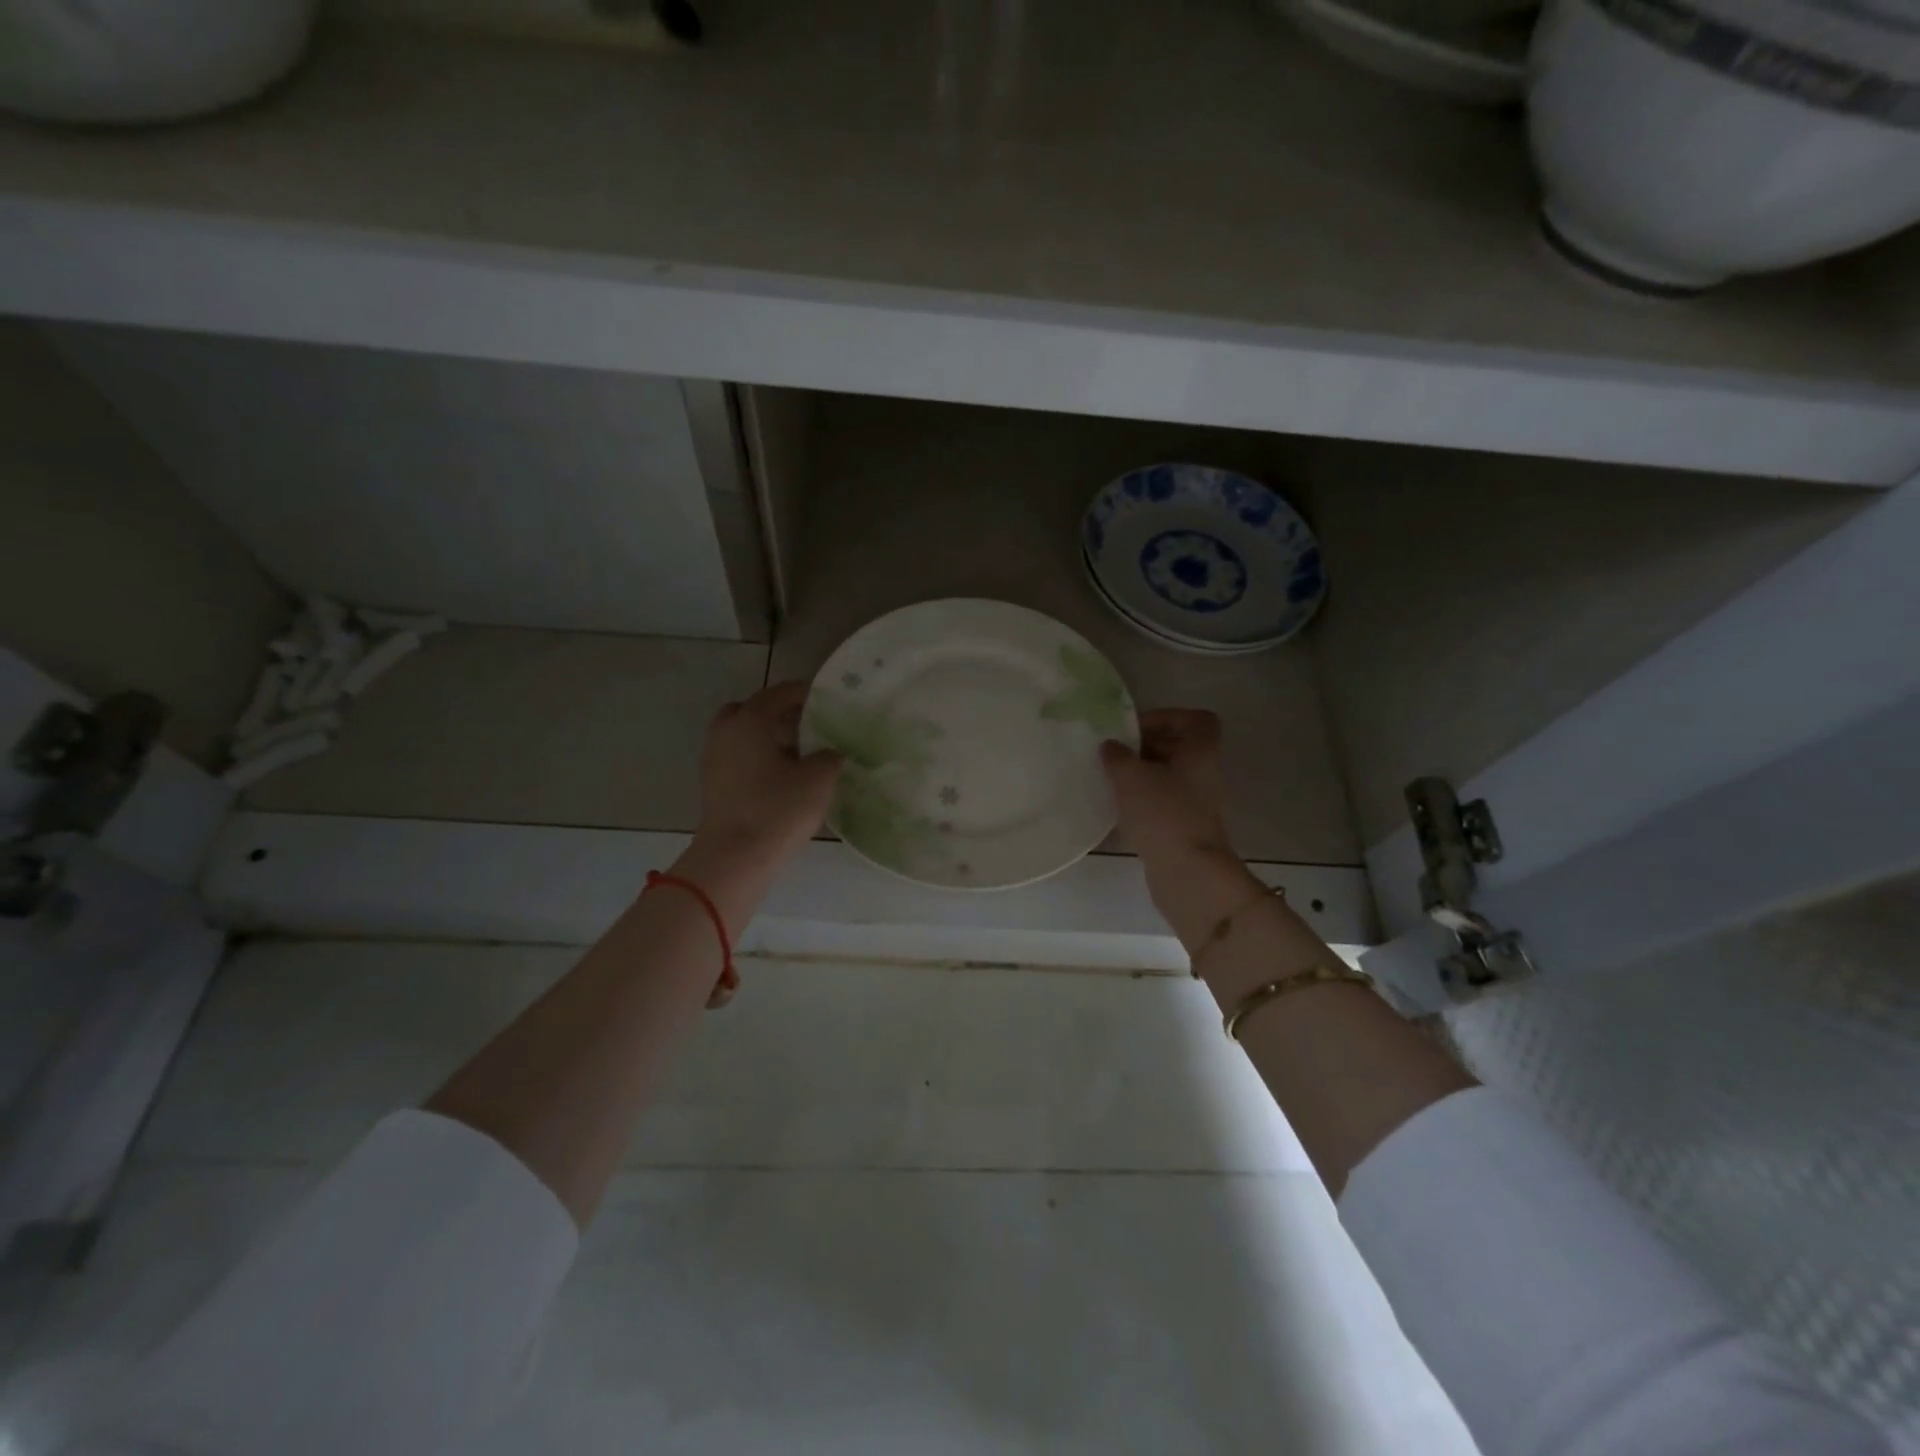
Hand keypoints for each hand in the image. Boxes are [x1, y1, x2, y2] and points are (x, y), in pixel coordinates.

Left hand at [692, 681, 841, 870]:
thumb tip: (830, 752)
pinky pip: (738, 759)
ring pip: (742, 736)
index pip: (779, 693)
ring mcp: (714, 760)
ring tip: (797, 756)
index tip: (827, 701)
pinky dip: (757, 760)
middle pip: (752, 710)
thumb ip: (829, 756)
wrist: (735, 857)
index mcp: (750, 720)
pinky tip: (780, 778)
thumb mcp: (819, 779)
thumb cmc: (778, 809)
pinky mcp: (713, 786)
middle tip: (806, 727)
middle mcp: (726, 732)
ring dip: (766, 739)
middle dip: (777, 714)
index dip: (804, 693)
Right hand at [1101, 709, 1231, 863]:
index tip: (1136, 729)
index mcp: (1200, 752)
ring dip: (1141, 775)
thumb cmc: (1163, 813)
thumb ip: (1117, 756)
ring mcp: (1197, 803)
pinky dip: (1143, 800)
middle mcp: (1204, 774)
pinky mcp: (1186, 828)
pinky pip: (1164, 802)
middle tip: (1115, 754)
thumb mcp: (1131, 777)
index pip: (1196, 720)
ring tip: (1111, 780)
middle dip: (1145, 747)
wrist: (1188, 872)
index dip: (1167, 717)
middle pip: (1179, 747)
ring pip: (1169, 777)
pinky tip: (1118, 808)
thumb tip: (1111, 746)